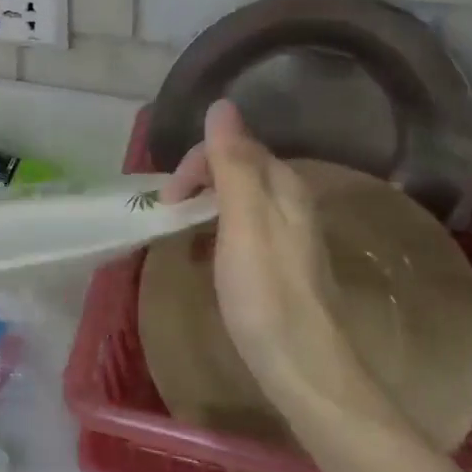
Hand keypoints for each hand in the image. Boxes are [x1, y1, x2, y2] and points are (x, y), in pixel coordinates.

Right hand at [163, 101, 402, 435]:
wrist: (303, 367)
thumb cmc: (265, 293)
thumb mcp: (243, 221)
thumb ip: (232, 163)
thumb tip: (222, 104)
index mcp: (283, 187)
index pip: (234, 147)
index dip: (195, 162)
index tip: (169, 199)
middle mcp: (291, 203)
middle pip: (238, 169)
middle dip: (198, 181)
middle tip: (169, 214)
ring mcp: (288, 236)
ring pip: (239, 200)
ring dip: (204, 205)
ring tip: (180, 231)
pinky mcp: (280, 265)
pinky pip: (242, 228)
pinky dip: (215, 231)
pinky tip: (205, 255)